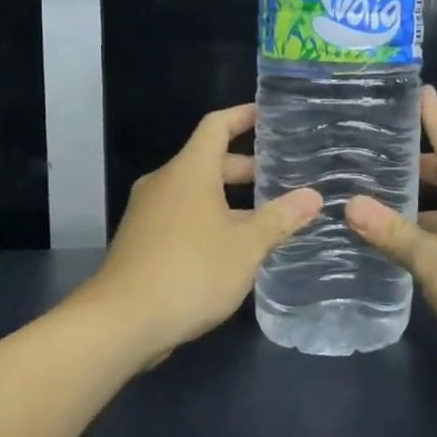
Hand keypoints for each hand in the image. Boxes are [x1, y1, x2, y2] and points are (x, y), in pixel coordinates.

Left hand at [78, 104, 321, 367]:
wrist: (123, 321)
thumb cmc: (191, 271)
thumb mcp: (246, 246)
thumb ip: (280, 219)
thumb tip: (313, 196)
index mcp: (189, 171)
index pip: (217, 126)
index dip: (243, 116)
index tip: (269, 115)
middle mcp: (165, 183)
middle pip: (208, 162)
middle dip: (246, 168)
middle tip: (283, 178)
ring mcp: (148, 213)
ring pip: (196, 194)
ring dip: (230, 200)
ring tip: (268, 217)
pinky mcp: (142, 242)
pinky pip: (183, 218)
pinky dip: (210, 221)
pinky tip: (234, 249)